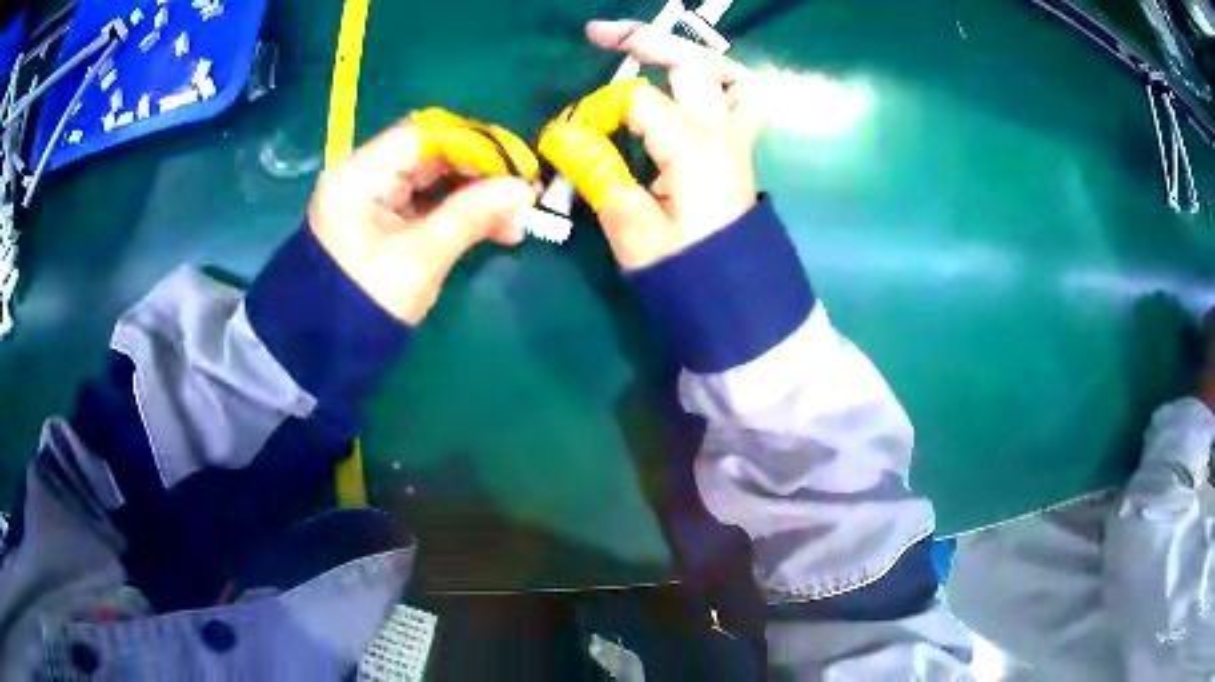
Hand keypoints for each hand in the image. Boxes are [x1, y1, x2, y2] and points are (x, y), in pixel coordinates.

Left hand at [309, 109, 539, 324]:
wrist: (330, 351)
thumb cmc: (367, 305)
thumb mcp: (420, 259)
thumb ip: (470, 216)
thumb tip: (523, 188)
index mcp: (358, 177)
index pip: (422, 136)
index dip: (472, 143)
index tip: (514, 163)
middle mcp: (363, 175)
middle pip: (430, 154)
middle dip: (479, 171)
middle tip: (521, 190)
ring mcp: (373, 197)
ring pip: (434, 178)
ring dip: (475, 193)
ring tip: (515, 217)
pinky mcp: (384, 217)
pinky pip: (429, 202)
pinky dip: (460, 211)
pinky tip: (495, 227)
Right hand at [539, 20, 763, 269]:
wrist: (735, 303)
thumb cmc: (685, 273)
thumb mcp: (632, 229)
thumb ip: (599, 174)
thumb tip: (564, 135)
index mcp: (692, 148)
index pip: (637, 99)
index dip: (599, 108)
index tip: (574, 136)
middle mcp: (721, 132)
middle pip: (691, 63)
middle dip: (642, 40)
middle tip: (598, 33)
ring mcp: (738, 140)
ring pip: (732, 76)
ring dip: (695, 56)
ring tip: (657, 53)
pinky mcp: (741, 151)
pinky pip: (743, 100)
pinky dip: (720, 83)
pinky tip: (693, 88)